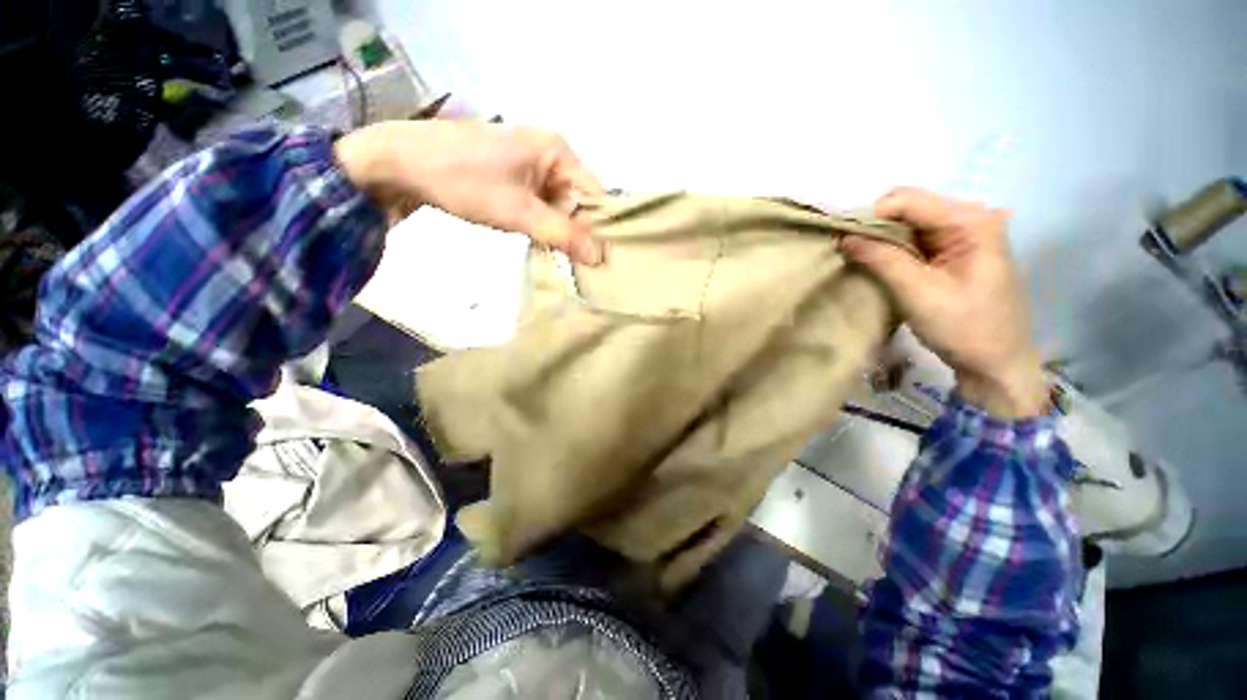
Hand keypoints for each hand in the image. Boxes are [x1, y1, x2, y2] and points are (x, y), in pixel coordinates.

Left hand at [334, 120, 604, 263]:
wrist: (398, 162)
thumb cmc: (463, 180)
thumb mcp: (519, 212)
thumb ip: (563, 235)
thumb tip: (600, 257)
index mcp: (557, 151)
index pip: (594, 194)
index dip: (597, 227)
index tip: (596, 259)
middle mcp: (549, 153)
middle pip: (577, 200)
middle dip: (574, 231)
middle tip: (570, 261)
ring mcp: (529, 163)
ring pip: (558, 204)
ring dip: (555, 229)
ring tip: (550, 252)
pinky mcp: (513, 174)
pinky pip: (539, 202)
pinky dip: (540, 223)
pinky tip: (534, 238)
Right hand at [842, 188, 1047, 417]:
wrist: (996, 361)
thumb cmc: (964, 328)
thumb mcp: (918, 293)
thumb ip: (882, 260)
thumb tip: (843, 237)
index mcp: (970, 221)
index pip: (906, 200)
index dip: (869, 216)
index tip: (841, 241)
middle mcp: (970, 217)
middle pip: (908, 206)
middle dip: (873, 226)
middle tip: (848, 252)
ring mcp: (964, 233)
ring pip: (908, 222)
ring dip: (881, 238)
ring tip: (860, 259)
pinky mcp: (955, 249)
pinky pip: (915, 237)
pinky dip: (892, 247)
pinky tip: (880, 264)